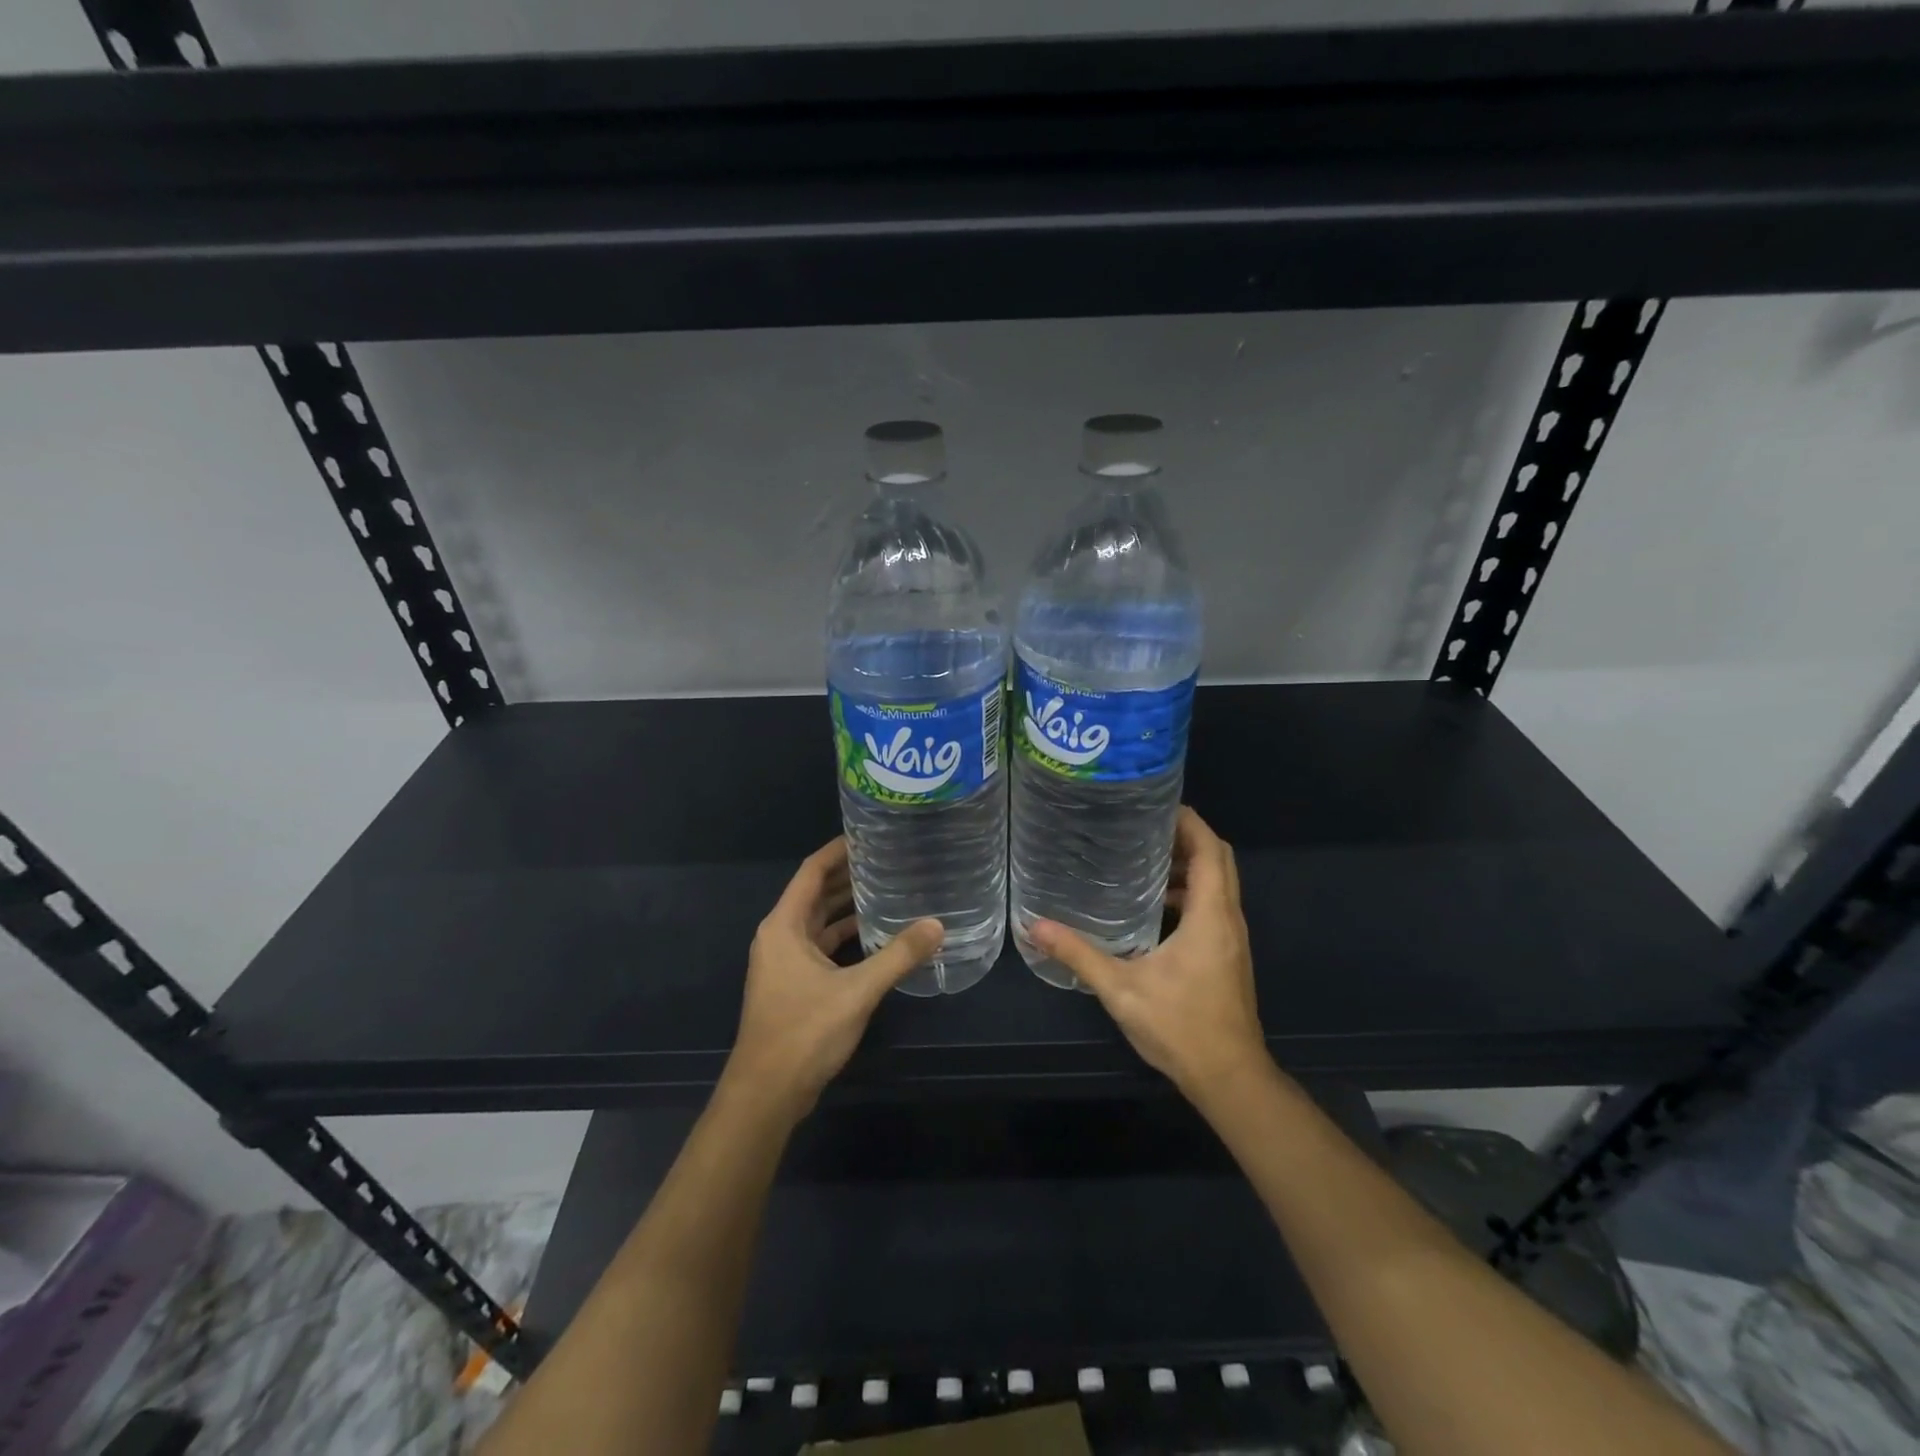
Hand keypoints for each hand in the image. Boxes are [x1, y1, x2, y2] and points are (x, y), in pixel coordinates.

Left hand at [722, 837, 942, 1122]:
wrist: (767, 1093)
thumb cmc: (804, 1032)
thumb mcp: (857, 991)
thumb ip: (898, 956)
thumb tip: (937, 925)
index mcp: (784, 926)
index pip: (811, 872)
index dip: (838, 850)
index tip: (869, 833)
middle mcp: (780, 936)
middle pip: (816, 894)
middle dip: (848, 876)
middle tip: (889, 859)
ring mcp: (785, 962)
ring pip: (819, 922)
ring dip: (848, 907)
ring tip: (888, 889)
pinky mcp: (794, 984)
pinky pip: (822, 946)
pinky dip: (845, 937)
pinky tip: (876, 935)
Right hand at [1031, 806, 1268, 1105]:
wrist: (1230, 1078)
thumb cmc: (1181, 1027)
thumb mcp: (1121, 989)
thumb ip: (1079, 954)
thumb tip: (1036, 926)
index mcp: (1210, 916)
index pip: (1210, 850)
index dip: (1189, 821)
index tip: (1157, 803)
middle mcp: (1228, 919)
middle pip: (1219, 860)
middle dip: (1187, 836)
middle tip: (1144, 825)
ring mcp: (1232, 938)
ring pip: (1219, 883)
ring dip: (1190, 865)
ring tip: (1144, 858)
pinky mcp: (1228, 955)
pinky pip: (1214, 905)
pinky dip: (1190, 892)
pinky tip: (1155, 907)